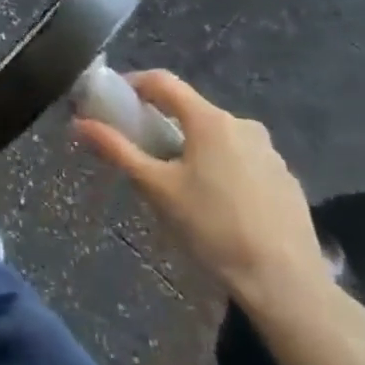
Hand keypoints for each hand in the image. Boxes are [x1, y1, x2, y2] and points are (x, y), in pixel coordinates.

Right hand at [75, 71, 332, 315]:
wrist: (285, 282)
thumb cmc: (212, 228)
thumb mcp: (156, 189)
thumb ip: (117, 150)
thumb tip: (79, 123)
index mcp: (209, 120)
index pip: (163, 82)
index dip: (133, 84)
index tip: (113, 100)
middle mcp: (242, 124)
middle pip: (191, 110)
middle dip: (162, 123)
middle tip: (141, 152)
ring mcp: (269, 152)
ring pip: (218, 137)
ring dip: (192, 147)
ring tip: (177, 184)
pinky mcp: (286, 179)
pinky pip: (242, 160)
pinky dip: (220, 168)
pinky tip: (216, 205)